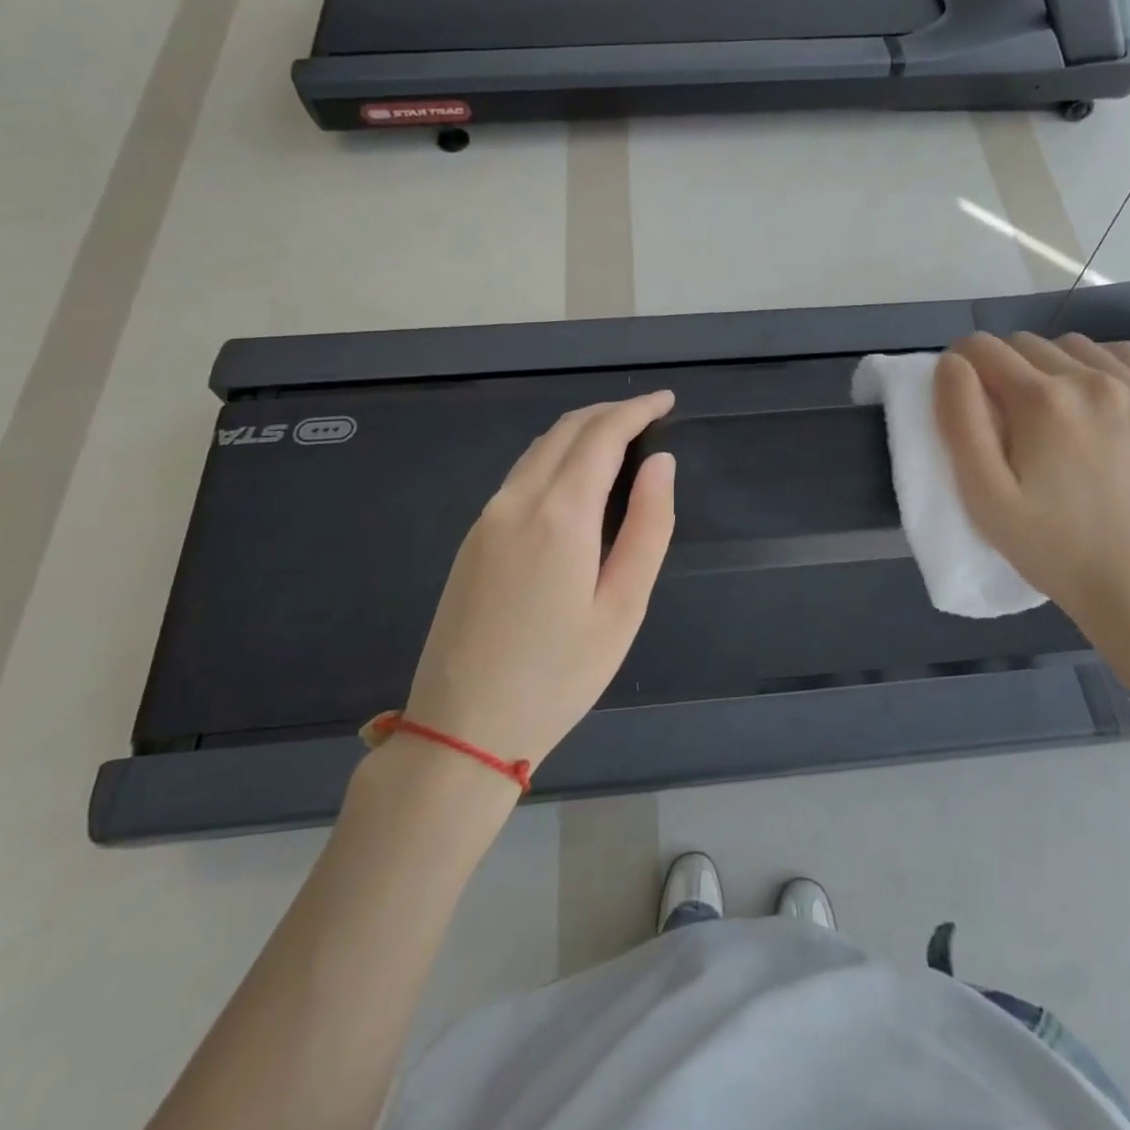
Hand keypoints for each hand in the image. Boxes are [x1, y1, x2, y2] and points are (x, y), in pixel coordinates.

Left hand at [402, 391, 676, 769]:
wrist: (463, 728)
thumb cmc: (559, 675)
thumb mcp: (623, 606)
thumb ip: (648, 526)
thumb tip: (661, 464)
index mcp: (560, 514)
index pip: (602, 435)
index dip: (636, 410)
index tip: (666, 401)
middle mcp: (517, 501)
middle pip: (566, 431)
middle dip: (609, 412)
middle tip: (648, 414)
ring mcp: (487, 518)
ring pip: (538, 449)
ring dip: (580, 431)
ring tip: (619, 437)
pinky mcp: (473, 538)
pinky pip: (520, 474)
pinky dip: (555, 456)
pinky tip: (575, 477)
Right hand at [935, 333, 1129, 689]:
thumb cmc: (1050, 547)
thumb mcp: (984, 497)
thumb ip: (960, 422)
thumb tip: (951, 364)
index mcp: (1041, 401)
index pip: (983, 349)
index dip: (962, 366)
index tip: (965, 397)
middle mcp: (1092, 378)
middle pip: (1026, 343)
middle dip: (1003, 368)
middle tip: (1006, 417)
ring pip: (1073, 346)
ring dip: (1050, 366)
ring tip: (1052, 412)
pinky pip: (1122, 355)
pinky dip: (1098, 366)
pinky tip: (1095, 403)